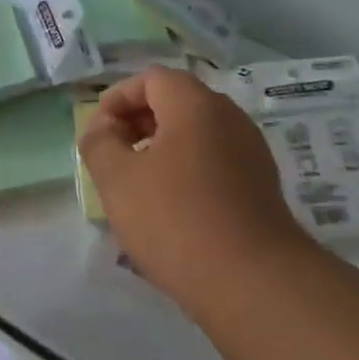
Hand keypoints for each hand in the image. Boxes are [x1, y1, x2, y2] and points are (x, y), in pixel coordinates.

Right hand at [79, 65, 312, 318]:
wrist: (252, 281)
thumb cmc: (176, 220)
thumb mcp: (118, 180)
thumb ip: (99, 143)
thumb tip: (102, 127)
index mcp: (197, 105)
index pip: (152, 78)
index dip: (118, 98)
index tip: (98, 131)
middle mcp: (230, 118)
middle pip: (177, 102)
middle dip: (138, 122)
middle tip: (113, 155)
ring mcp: (251, 151)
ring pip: (197, 134)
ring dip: (161, 148)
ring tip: (137, 184)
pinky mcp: (260, 185)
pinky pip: (215, 161)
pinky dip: (187, 169)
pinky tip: (171, 208)